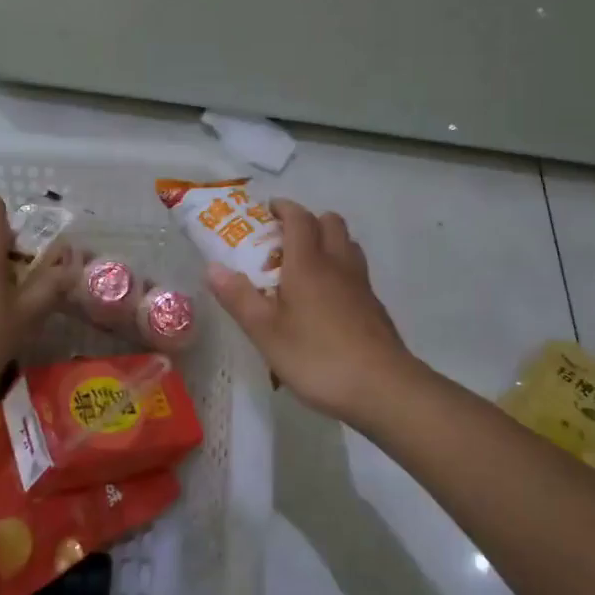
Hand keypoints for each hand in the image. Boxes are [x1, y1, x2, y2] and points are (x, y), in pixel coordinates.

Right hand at [205, 199, 422, 426]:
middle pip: (330, 222)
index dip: (284, 208)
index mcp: (308, 263)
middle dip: (307, 221)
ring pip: (347, 245)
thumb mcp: (266, 332)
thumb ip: (239, 298)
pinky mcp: (374, 306)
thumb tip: (212, 267)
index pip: (299, 219)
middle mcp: (338, 264)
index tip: (267, 211)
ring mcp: (361, 284)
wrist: (381, 386)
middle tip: (283, 240)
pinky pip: (355, 272)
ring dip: (327, 242)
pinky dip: (339, 270)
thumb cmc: (317, 356)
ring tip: (304, 266)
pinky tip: (326, 300)